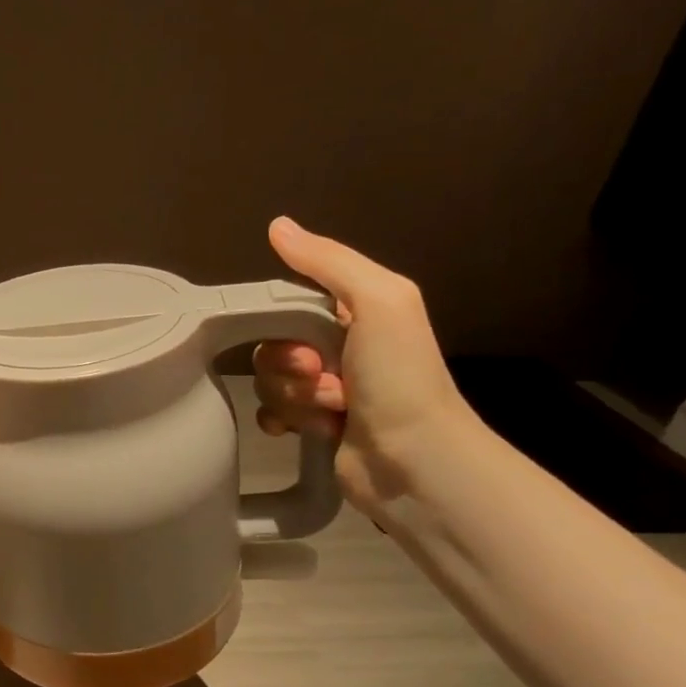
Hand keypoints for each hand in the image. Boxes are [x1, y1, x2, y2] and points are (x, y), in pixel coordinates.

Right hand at [253, 218, 478, 518]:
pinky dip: (281, 420)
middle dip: (288, 366)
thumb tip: (277, 225)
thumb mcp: (380, 300)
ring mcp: (326, 391)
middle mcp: (339, 349)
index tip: (306, 347)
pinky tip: (302, 430)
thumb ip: (328, 262)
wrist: (415, 460)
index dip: (283, 324)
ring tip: (329, 412)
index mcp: (355, 315)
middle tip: (321, 379)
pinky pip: (271, 413)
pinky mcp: (314, 427)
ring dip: (292, 397)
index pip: (290, 304)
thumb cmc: (400, 376)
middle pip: (273, 345)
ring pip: (270, 381)